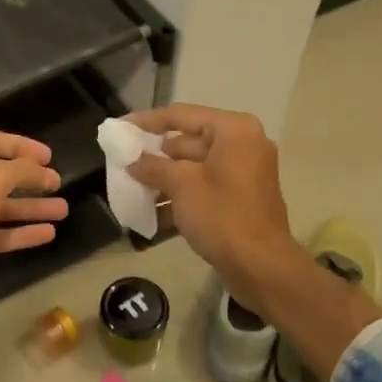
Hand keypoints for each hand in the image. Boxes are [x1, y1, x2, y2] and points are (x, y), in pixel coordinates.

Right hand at [125, 105, 296, 311]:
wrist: (260, 265)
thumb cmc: (222, 216)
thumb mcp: (181, 186)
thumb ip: (153, 166)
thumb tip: (133, 160)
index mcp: (233, 131)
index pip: (182, 116)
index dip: (148, 121)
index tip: (121, 127)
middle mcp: (242, 145)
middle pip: (188, 141)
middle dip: (155, 156)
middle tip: (123, 164)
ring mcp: (243, 173)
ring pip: (194, 167)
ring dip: (164, 179)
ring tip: (132, 190)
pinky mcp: (240, 198)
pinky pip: (204, 187)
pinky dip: (181, 196)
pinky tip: (153, 213)